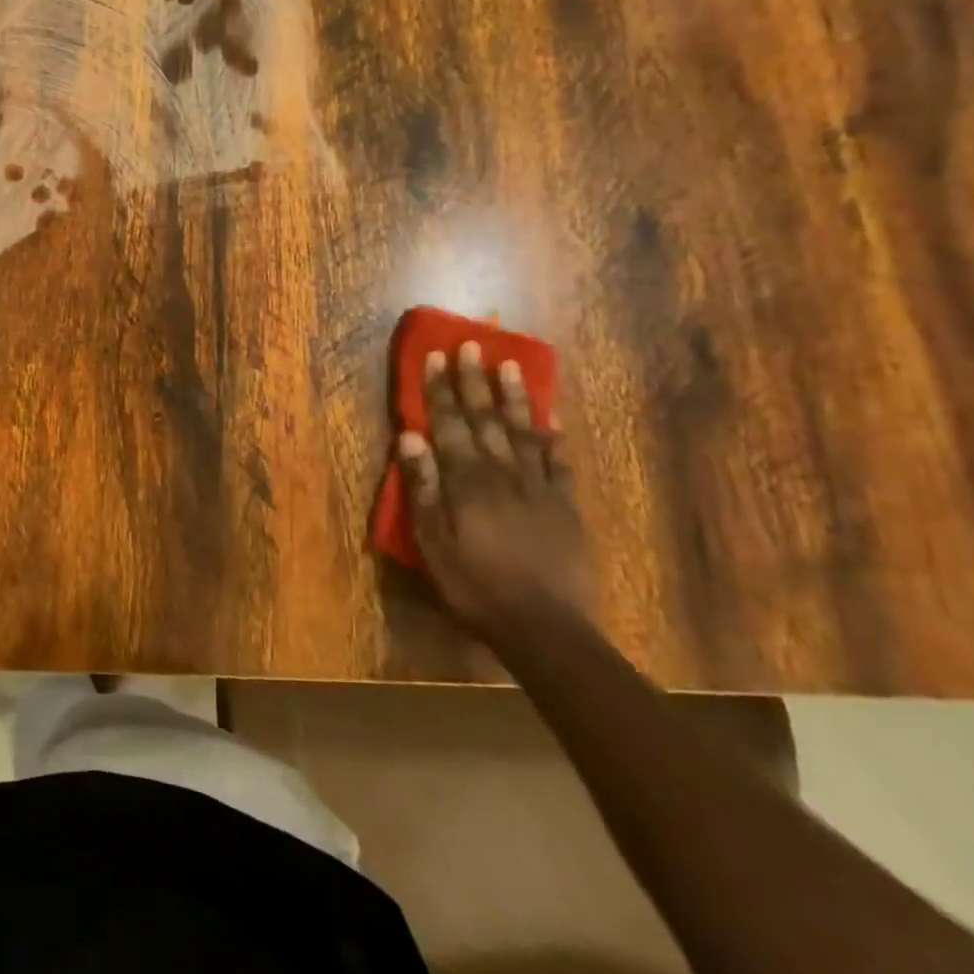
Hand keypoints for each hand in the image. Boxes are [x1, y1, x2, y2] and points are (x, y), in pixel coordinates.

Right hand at [397, 341, 590, 641]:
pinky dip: (553, 439)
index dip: (441, 390)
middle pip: (486, 418)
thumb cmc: (474, 583)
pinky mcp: (564, 506)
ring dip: (515, 397)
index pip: (449, 423)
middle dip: (475, 382)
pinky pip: (558, 463)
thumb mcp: (432, 540)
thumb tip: (409, 437)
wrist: (544, 627)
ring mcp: (538, 487)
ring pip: (524, 431)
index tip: (438, 356)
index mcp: (466, 479)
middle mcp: (501, 472)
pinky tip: (552, 422)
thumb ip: (423, 486)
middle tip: (472, 346)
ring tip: (511, 366)